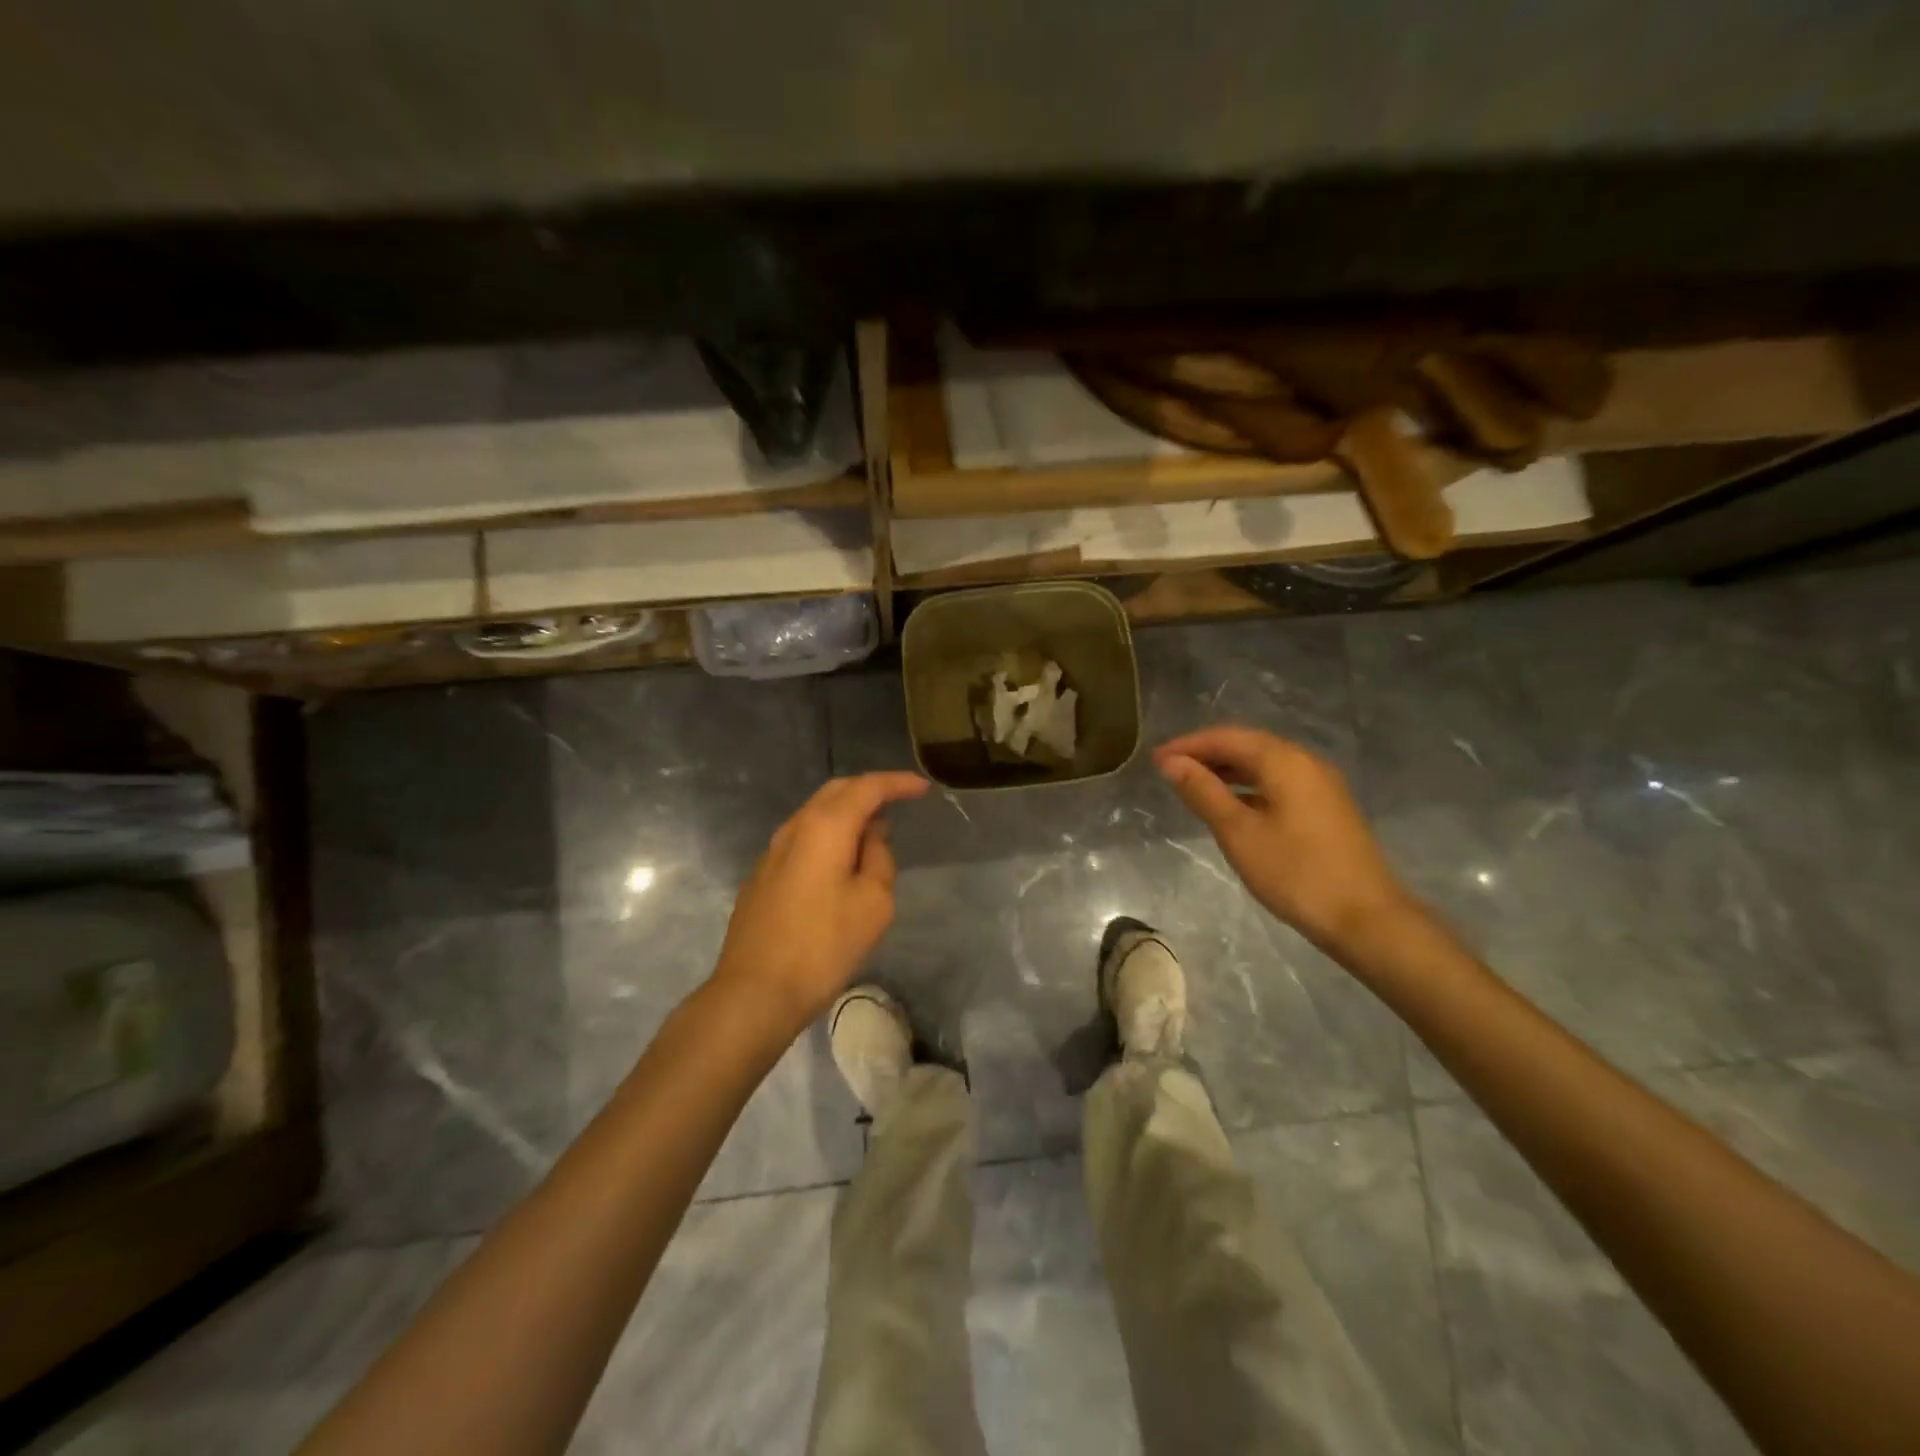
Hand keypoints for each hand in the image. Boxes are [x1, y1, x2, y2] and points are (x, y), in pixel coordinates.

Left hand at [710, 772, 929, 1034]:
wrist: (755, 992)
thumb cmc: (823, 946)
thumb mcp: (873, 903)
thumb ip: (879, 858)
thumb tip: (870, 837)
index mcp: (825, 827)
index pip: (867, 788)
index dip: (897, 783)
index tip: (922, 787)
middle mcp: (794, 828)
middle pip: (835, 792)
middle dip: (869, 790)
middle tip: (898, 800)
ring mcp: (771, 852)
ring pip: (814, 815)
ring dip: (846, 814)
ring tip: (873, 832)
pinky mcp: (761, 876)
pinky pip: (802, 840)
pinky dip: (827, 836)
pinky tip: (839, 861)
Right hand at [1154, 726, 1411, 954]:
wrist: (1365, 918)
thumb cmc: (1295, 873)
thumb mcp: (1238, 832)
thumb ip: (1203, 792)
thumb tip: (1171, 763)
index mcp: (1284, 761)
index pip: (1227, 738)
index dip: (1188, 745)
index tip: (1155, 759)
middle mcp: (1305, 762)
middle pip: (1248, 745)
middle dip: (1207, 754)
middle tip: (1170, 769)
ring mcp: (1320, 785)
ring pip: (1265, 764)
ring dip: (1227, 770)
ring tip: (1193, 785)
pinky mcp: (1327, 807)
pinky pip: (1279, 782)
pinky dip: (1249, 786)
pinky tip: (1231, 805)